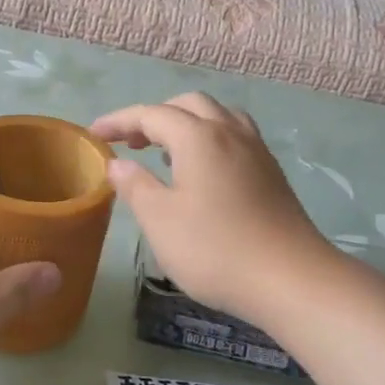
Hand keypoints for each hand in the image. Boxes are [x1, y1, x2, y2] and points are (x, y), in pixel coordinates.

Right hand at [91, 93, 334, 324]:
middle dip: (154, 116)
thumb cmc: (215, 249)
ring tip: (166, 153)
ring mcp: (256, 151)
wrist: (290, 279)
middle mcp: (230, 132)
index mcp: (199, 137)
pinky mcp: (271, 173)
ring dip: (186, 125)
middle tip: (131, 142)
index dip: (119, 121)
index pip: (151, 114)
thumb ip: (135, 186)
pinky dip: (209, 140)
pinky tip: (201, 173)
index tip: (94, 135)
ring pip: (217, 117)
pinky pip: (234, 137)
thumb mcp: (160, 221)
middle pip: (188, 105)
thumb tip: (118, 163)